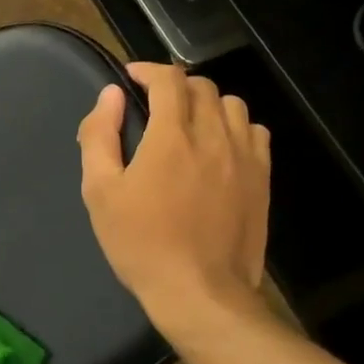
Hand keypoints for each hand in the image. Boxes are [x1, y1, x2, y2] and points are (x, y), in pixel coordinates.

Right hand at [77, 62, 271, 335]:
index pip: (168, 79)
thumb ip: (100, 136)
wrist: (200, 292)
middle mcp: (213, 136)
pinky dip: (236, 127)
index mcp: (171, 136)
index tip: (131, 79)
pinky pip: (256, 132)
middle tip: (155, 104)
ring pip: (232, 105)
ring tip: (189, 123)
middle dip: (175, 86)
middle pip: (202, 87)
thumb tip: (110, 96)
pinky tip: (220, 147)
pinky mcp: (263, 178)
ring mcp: (244, 157)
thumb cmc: (141, 243)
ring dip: (207, 103)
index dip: (148, 71)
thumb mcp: (100, 192)